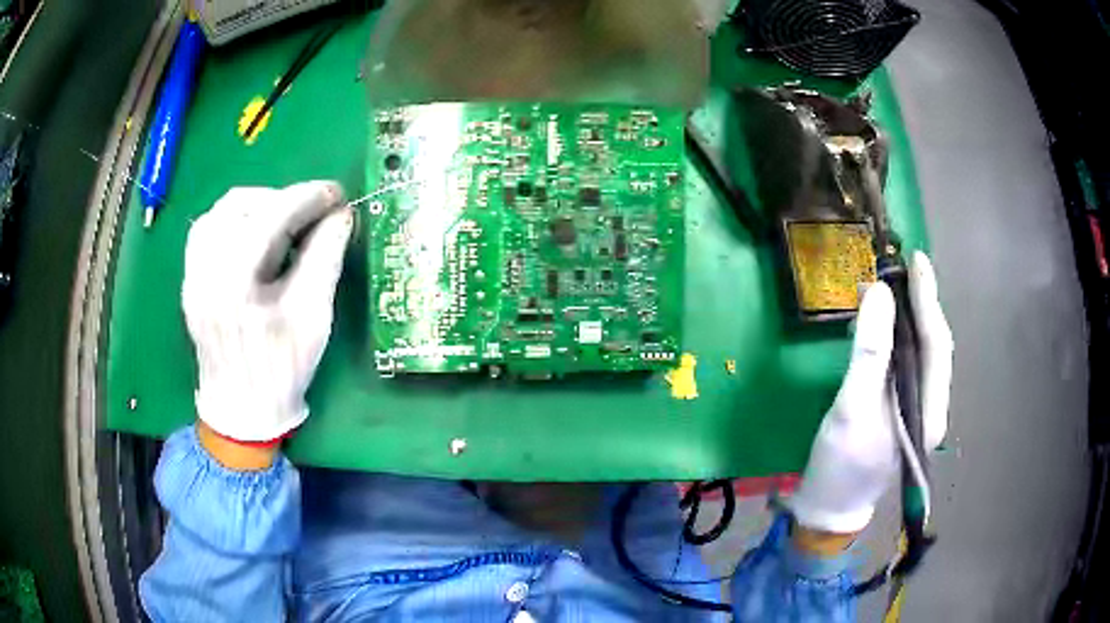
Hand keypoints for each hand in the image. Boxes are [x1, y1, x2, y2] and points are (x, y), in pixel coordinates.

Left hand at [182, 181, 352, 446]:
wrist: (242, 409)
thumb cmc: (281, 369)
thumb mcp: (313, 317)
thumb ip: (326, 258)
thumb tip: (341, 215)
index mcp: (235, 286)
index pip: (270, 218)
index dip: (307, 198)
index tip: (336, 195)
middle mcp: (205, 271)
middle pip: (241, 205)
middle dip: (283, 199)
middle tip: (313, 212)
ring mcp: (192, 274)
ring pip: (221, 212)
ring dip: (257, 204)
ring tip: (284, 220)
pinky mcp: (190, 278)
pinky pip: (208, 229)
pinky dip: (235, 219)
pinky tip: (254, 234)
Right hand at [790, 252, 952, 541]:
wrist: (829, 506)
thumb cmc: (841, 464)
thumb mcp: (851, 407)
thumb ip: (870, 352)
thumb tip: (880, 293)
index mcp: (929, 410)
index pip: (936, 344)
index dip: (928, 300)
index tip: (917, 261)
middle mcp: (931, 406)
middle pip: (933, 346)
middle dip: (921, 304)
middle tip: (902, 267)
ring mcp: (916, 408)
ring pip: (920, 353)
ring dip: (907, 318)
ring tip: (891, 287)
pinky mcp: (900, 408)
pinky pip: (904, 363)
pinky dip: (895, 337)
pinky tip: (882, 323)